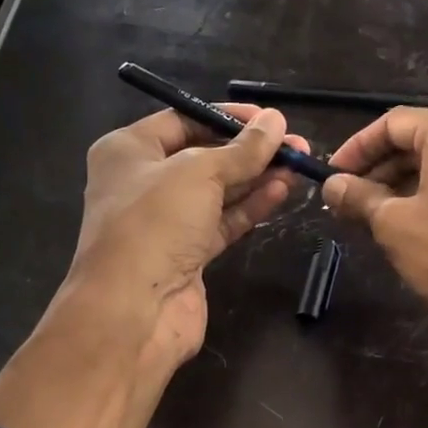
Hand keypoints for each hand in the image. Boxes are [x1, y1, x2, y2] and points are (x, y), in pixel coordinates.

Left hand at [64, 104, 307, 367]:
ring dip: (256, 177)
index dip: (226, 117)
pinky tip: (282, 190)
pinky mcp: (187, 254)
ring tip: (298, 163)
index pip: (183, 119)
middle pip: (204, 156)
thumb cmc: (155, 223)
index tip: (268, 118)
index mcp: (129, 150)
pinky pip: (223, 221)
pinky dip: (251, 207)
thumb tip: (275, 120)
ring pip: (218, 191)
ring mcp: (166, 222)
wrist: (134, 310)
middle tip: (294, 143)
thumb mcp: (199, 172)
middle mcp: (144, 182)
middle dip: (249, 150)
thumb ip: (242, 149)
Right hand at [321, 109, 427, 407]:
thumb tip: (332, 185)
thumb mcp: (394, 225)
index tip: (331, 177)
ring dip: (404, 190)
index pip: (394, 123)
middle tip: (349, 204)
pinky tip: (419, 236)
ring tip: (377, 223)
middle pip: (422, 143)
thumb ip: (359, 197)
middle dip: (379, 171)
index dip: (356, 148)